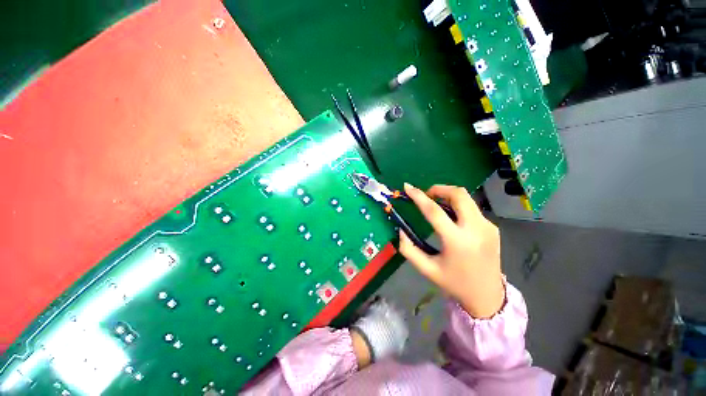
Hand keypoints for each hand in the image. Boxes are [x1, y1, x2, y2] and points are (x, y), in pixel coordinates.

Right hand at [398, 183, 504, 318]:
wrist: (487, 296)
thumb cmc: (454, 283)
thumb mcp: (426, 269)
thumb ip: (408, 249)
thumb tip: (400, 229)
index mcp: (457, 241)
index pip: (434, 211)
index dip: (419, 196)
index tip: (407, 187)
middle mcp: (476, 230)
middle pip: (459, 195)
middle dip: (440, 189)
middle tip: (427, 195)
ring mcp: (488, 227)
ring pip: (467, 199)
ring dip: (449, 196)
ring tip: (437, 205)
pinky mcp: (493, 228)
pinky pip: (472, 209)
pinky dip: (458, 207)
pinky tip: (452, 219)